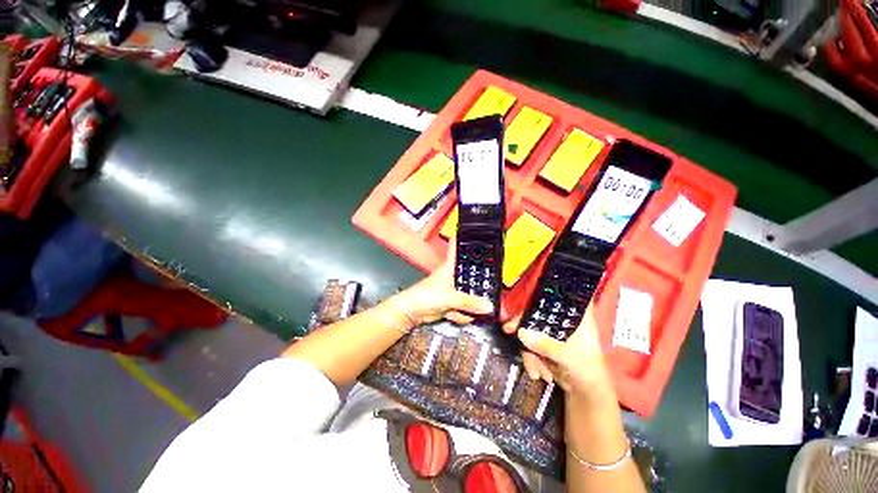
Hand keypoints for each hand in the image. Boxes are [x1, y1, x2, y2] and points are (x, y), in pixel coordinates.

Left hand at [393, 237, 494, 325]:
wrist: (412, 312)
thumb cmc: (425, 297)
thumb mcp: (449, 298)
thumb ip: (469, 302)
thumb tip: (488, 305)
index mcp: (450, 268)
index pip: (457, 249)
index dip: (463, 239)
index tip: (472, 230)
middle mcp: (452, 277)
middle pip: (470, 277)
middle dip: (476, 289)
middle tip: (485, 295)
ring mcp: (453, 290)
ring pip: (469, 295)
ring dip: (467, 307)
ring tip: (456, 309)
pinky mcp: (451, 302)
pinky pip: (464, 307)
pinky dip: (460, 315)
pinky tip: (452, 315)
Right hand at [503, 304, 614, 400]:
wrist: (585, 395)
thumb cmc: (588, 371)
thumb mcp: (568, 357)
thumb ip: (546, 345)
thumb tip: (521, 332)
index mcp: (577, 317)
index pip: (561, 297)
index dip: (544, 294)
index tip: (527, 299)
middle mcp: (563, 321)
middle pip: (538, 313)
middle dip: (524, 325)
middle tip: (509, 329)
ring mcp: (552, 333)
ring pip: (532, 331)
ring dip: (530, 352)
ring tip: (537, 370)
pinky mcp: (544, 344)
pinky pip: (530, 345)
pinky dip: (531, 359)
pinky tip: (537, 372)